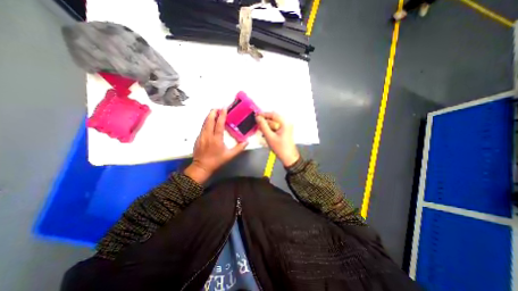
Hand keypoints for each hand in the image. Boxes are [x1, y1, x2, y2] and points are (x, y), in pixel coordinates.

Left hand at [184, 109, 248, 183]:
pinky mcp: (198, 138)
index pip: (219, 124)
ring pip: (204, 123)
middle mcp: (208, 135)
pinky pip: (202, 127)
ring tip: (214, 111)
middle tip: (218, 107)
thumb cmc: (216, 161)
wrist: (201, 167)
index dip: (222, 115)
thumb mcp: (229, 156)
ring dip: (209, 116)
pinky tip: (209, 122)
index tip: (224, 108)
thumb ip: (239, 148)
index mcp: (216, 139)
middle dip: (213, 112)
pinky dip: (206, 122)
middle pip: (209, 120)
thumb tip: (246, 142)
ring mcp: (201, 136)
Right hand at [254, 112, 299, 166]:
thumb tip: (258, 118)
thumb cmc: (280, 148)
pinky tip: (266, 134)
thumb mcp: (269, 137)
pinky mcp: (284, 131)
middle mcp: (286, 123)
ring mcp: (286, 127)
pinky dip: (270, 129)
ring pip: (273, 123)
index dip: (263, 114)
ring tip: (261, 131)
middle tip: (257, 124)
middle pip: (273, 119)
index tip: (256, 116)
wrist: (288, 158)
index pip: (273, 114)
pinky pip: (275, 127)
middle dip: (265, 122)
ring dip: (267, 126)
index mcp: (285, 123)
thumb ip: (263, 126)